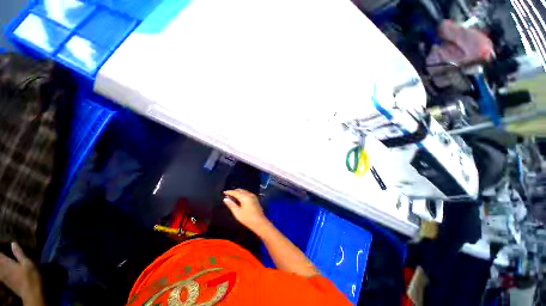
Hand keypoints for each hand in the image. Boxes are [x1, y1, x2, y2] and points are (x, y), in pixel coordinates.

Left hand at [0, 242, 43, 305]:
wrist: (32, 294)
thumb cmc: (31, 277)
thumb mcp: (28, 264)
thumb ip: (20, 254)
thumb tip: (12, 243)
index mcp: (6, 263)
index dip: (0, 247)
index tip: (2, 242)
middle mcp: (2, 269)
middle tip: (2, 253)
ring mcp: (3, 276)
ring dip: (0, 263)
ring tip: (2, 260)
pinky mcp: (5, 281)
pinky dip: (0, 269)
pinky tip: (2, 270)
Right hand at [223, 189, 268, 232]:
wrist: (260, 222)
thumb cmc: (247, 218)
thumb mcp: (237, 213)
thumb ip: (231, 205)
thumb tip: (225, 199)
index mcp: (245, 197)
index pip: (235, 192)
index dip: (229, 192)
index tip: (224, 192)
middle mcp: (249, 194)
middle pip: (240, 190)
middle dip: (234, 191)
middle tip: (227, 194)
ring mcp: (253, 196)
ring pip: (244, 191)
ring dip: (238, 192)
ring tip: (232, 196)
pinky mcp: (255, 199)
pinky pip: (247, 193)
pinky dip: (242, 194)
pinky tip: (239, 198)